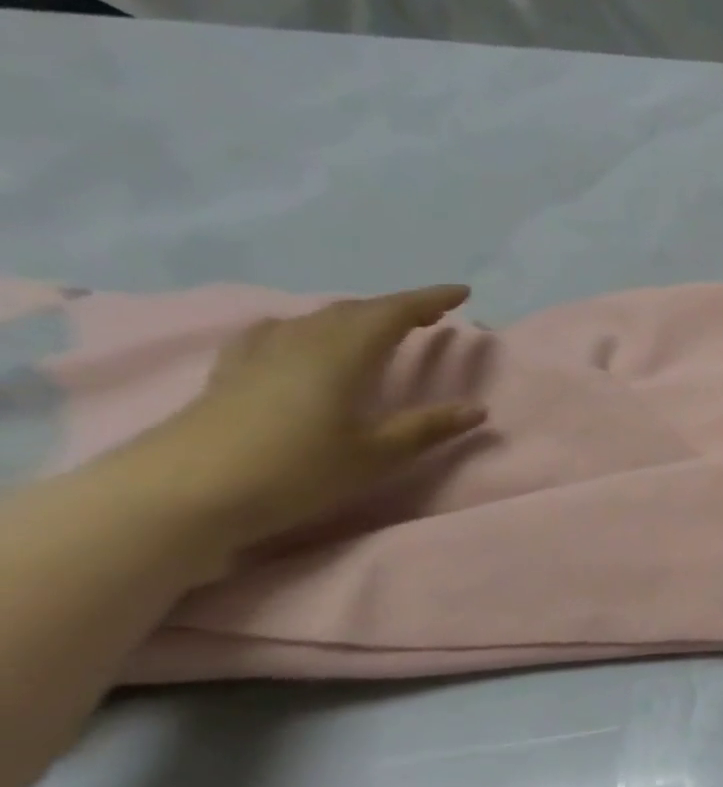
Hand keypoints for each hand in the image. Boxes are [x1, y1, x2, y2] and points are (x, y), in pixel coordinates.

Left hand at [110, 286, 487, 570]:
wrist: (181, 494)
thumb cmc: (295, 470)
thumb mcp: (376, 455)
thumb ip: (427, 428)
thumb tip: (478, 408)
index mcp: (345, 354)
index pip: (394, 312)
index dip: (430, 299)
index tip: (461, 292)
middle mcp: (304, 341)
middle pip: (355, 310)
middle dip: (397, 308)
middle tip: (429, 315)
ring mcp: (261, 354)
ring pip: (317, 319)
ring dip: (354, 317)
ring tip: (375, 328)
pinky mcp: (231, 372)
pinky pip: (277, 333)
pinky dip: (304, 328)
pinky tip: (297, 338)